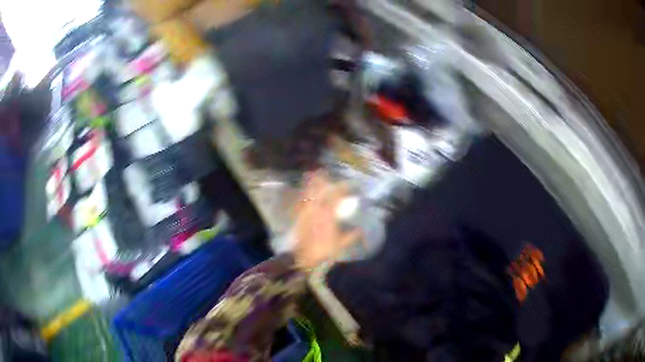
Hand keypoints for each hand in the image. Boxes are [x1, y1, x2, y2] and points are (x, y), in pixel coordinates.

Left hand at [293, 172, 361, 269]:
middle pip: (319, 191)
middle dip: (322, 181)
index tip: (349, 185)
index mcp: (328, 215)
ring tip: (312, 174)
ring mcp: (306, 213)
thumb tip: (361, 230)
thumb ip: (351, 236)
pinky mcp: (298, 218)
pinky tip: (304, 192)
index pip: (336, 197)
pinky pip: (301, 203)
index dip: (342, 188)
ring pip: (308, 194)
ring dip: (311, 184)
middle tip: (325, 172)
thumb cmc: (324, 252)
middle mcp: (316, 211)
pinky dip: (303, 195)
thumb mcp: (341, 245)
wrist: (304, 259)